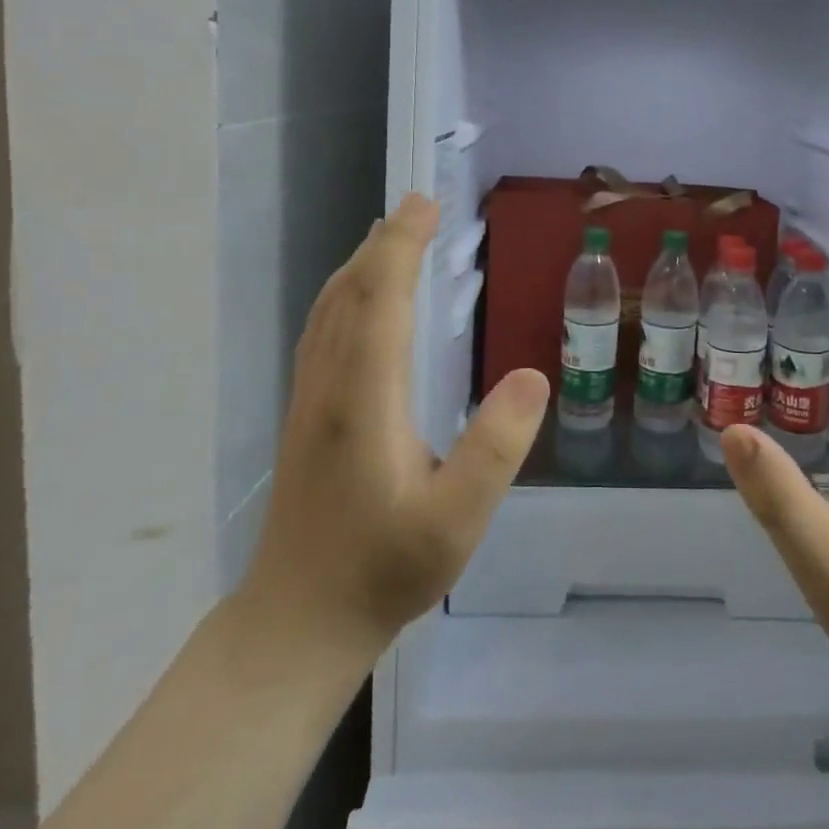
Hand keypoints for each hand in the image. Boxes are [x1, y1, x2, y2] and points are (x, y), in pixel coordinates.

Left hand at [236, 194, 549, 660]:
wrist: (297, 622)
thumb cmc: (382, 571)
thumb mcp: (456, 522)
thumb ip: (494, 449)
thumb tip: (531, 375)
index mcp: (364, 401)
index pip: (381, 302)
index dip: (401, 248)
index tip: (425, 206)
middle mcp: (328, 386)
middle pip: (350, 294)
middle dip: (384, 243)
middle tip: (419, 206)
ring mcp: (309, 400)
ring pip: (328, 310)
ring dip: (360, 264)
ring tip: (391, 236)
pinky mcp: (304, 415)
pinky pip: (322, 330)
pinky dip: (344, 294)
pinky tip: (359, 300)